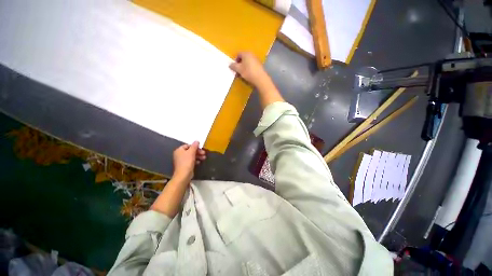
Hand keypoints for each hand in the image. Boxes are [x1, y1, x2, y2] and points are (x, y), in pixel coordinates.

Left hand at [172, 141, 205, 183]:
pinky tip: (199, 162)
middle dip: (197, 152)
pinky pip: (190, 161)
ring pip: (190, 156)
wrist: (183, 175)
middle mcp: (179, 154)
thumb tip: (197, 141)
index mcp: (179, 150)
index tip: (201, 148)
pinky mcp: (184, 166)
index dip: (195, 146)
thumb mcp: (191, 152)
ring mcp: (181, 160)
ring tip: (204, 158)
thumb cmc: (186, 162)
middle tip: (204, 153)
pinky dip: (195, 160)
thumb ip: (194, 146)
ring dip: (197, 156)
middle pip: (189, 151)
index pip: (188, 145)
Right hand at [229, 52, 271, 88]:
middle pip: (243, 58)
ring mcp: (256, 59)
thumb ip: (233, 66)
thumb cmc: (248, 72)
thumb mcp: (238, 69)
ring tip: (241, 73)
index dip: (235, 60)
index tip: (234, 66)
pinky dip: (248, 68)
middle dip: (239, 63)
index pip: (238, 54)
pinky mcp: (259, 64)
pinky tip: (247, 74)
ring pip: (247, 62)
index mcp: (246, 53)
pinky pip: (252, 65)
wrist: (260, 78)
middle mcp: (252, 54)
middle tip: (237, 70)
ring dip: (244, 66)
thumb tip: (230, 64)